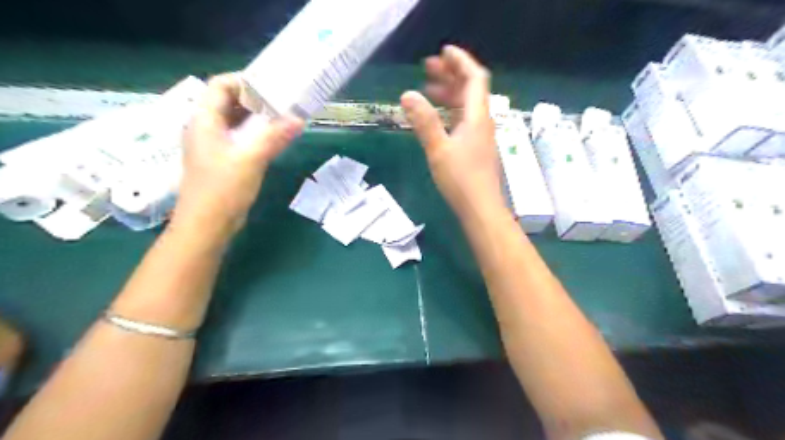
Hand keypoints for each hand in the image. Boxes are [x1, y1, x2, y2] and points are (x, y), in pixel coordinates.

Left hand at [172, 73, 302, 234]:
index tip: (272, 85)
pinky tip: (275, 139)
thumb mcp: (251, 159)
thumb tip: (299, 119)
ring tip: (284, 117)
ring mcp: (214, 146)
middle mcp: (206, 128)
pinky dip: (257, 134)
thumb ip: (274, 137)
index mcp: (204, 120)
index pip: (220, 86)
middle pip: (229, 102)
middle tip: (284, 101)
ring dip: (258, 118)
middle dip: (256, 99)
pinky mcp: (223, 161)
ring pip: (236, 121)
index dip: (244, 81)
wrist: (207, 225)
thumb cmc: (223, 189)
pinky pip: (240, 138)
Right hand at [401, 44, 505, 218]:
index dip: (460, 61)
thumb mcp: (438, 150)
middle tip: (428, 68)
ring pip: (466, 106)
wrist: (481, 210)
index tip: (443, 52)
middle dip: (450, 75)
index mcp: (477, 117)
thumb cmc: (461, 180)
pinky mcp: (475, 149)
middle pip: (470, 90)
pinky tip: (437, 117)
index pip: (475, 78)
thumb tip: (407, 94)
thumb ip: (424, 122)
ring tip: (427, 89)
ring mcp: (480, 137)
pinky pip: (463, 121)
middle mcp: (482, 122)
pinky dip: (450, 112)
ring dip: (449, 94)